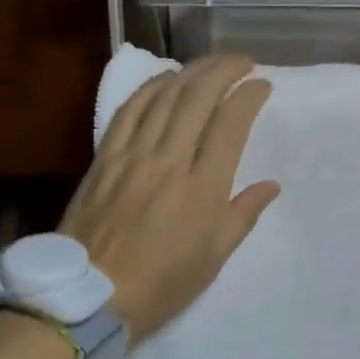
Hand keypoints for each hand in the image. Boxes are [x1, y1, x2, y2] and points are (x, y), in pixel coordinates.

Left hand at [60, 54, 280, 341]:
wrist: (89, 297)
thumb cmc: (162, 283)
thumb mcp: (214, 257)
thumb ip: (243, 214)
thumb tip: (270, 185)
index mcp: (203, 188)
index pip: (231, 124)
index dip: (249, 97)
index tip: (262, 85)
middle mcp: (169, 161)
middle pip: (198, 97)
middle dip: (224, 70)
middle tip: (242, 61)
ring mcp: (133, 155)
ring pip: (164, 97)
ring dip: (191, 71)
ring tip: (210, 64)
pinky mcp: (105, 157)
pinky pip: (129, 110)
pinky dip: (150, 87)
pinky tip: (165, 79)